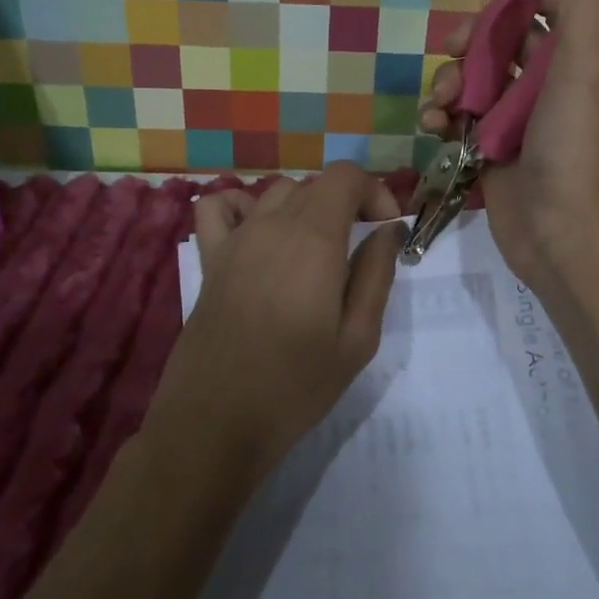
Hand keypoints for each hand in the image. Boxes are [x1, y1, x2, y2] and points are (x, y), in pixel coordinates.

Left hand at [152, 163, 403, 483]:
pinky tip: (258, 235)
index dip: (374, 192)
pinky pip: (219, 207)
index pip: (346, 176)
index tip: (386, 230)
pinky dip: (242, 206)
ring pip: (277, 192)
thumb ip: (377, 275)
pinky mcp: (210, 259)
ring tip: (316, 249)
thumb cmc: (295, 386)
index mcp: (314, 239)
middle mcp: (273, 225)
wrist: (216, 422)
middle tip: (360, 249)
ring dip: (305, 207)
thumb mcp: (357, 339)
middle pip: (316, 184)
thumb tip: (388, 231)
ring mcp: (236, 239)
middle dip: (347, 204)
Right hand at [419, 0, 598, 293]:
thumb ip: (577, 3)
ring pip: (474, 79)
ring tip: (442, 103)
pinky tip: (433, 128)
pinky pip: (459, 119)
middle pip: (502, 40)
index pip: (546, 5)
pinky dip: (441, 116)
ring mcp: (518, 121)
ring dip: (449, 79)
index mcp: (579, 60)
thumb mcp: (589, 64)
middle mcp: (550, 86)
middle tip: (450, 47)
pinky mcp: (491, 153)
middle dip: (471, 37)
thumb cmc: (574, 147)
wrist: (564, 237)